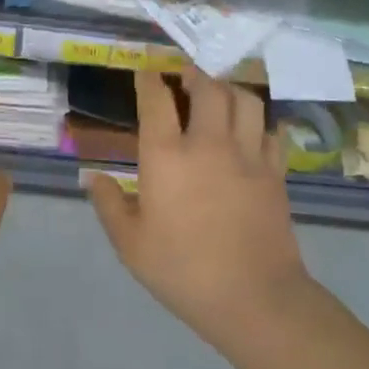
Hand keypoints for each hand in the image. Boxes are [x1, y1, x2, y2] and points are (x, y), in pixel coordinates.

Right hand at [89, 68, 310, 348]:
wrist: (254, 297)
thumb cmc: (182, 270)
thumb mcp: (130, 244)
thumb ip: (109, 204)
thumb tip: (93, 177)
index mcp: (167, 157)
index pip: (156, 100)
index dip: (148, 79)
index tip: (144, 71)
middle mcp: (209, 144)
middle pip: (207, 87)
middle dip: (194, 73)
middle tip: (184, 75)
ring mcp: (248, 155)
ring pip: (245, 100)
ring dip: (228, 89)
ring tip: (218, 92)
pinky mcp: (275, 172)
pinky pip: (269, 130)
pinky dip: (257, 121)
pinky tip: (249, 130)